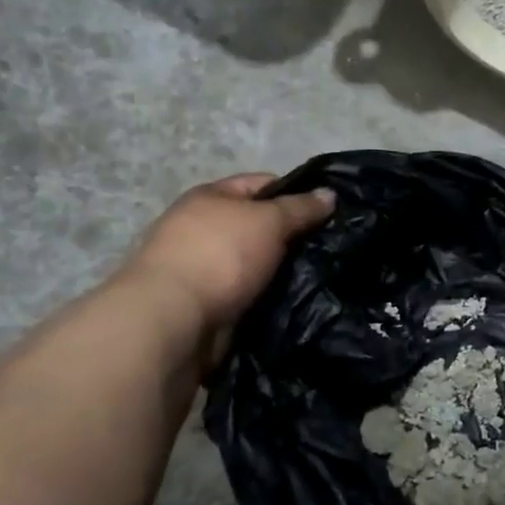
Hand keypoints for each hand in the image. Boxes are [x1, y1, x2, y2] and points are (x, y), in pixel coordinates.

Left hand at [117, 174, 334, 343]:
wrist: (174, 321)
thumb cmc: (221, 256)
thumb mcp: (268, 221)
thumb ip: (301, 208)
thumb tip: (330, 194)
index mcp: (210, 197)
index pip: (262, 184)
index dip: (296, 193)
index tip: (328, 213)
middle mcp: (203, 228)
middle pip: (259, 225)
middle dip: (292, 236)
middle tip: (329, 247)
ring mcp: (204, 268)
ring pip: (258, 263)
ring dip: (282, 271)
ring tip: (320, 277)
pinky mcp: (208, 304)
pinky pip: (250, 293)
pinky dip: (269, 297)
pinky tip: (296, 301)